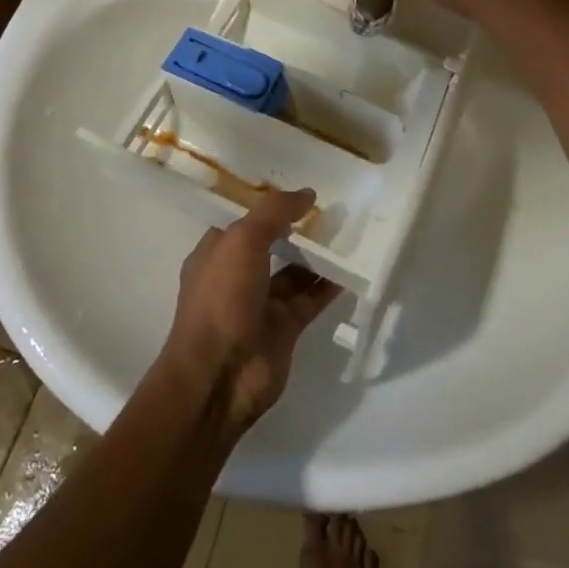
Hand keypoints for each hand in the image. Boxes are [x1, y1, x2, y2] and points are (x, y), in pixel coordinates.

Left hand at [164, 188, 340, 431]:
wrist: (219, 376)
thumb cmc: (222, 298)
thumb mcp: (242, 240)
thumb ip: (274, 212)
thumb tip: (307, 194)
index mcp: (217, 252)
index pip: (244, 220)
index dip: (269, 205)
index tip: (298, 191)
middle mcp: (237, 275)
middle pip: (272, 244)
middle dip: (297, 228)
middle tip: (331, 208)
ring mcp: (261, 303)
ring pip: (294, 271)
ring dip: (317, 255)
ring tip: (347, 232)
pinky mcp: (284, 328)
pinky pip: (310, 298)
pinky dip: (328, 285)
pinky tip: (351, 268)